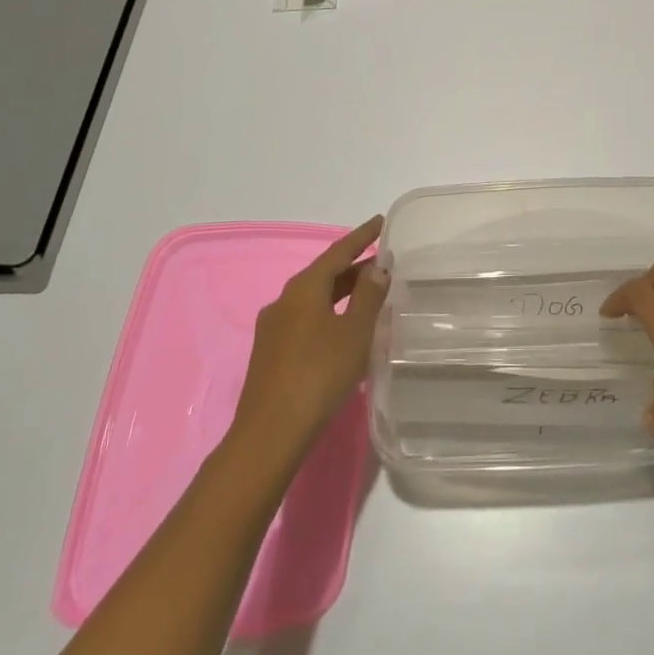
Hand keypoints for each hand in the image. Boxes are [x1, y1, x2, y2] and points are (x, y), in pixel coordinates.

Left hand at [229, 216, 387, 459]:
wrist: (270, 432)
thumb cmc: (319, 374)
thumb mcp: (354, 333)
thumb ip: (369, 296)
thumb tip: (377, 267)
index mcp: (304, 288)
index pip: (338, 251)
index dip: (362, 237)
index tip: (380, 222)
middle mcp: (284, 300)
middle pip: (324, 274)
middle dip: (354, 267)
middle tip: (383, 264)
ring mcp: (273, 327)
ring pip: (314, 299)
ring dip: (342, 292)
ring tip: (369, 295)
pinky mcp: (271, 352)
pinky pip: (305, 319)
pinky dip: (329, 313)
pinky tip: (343, 329)